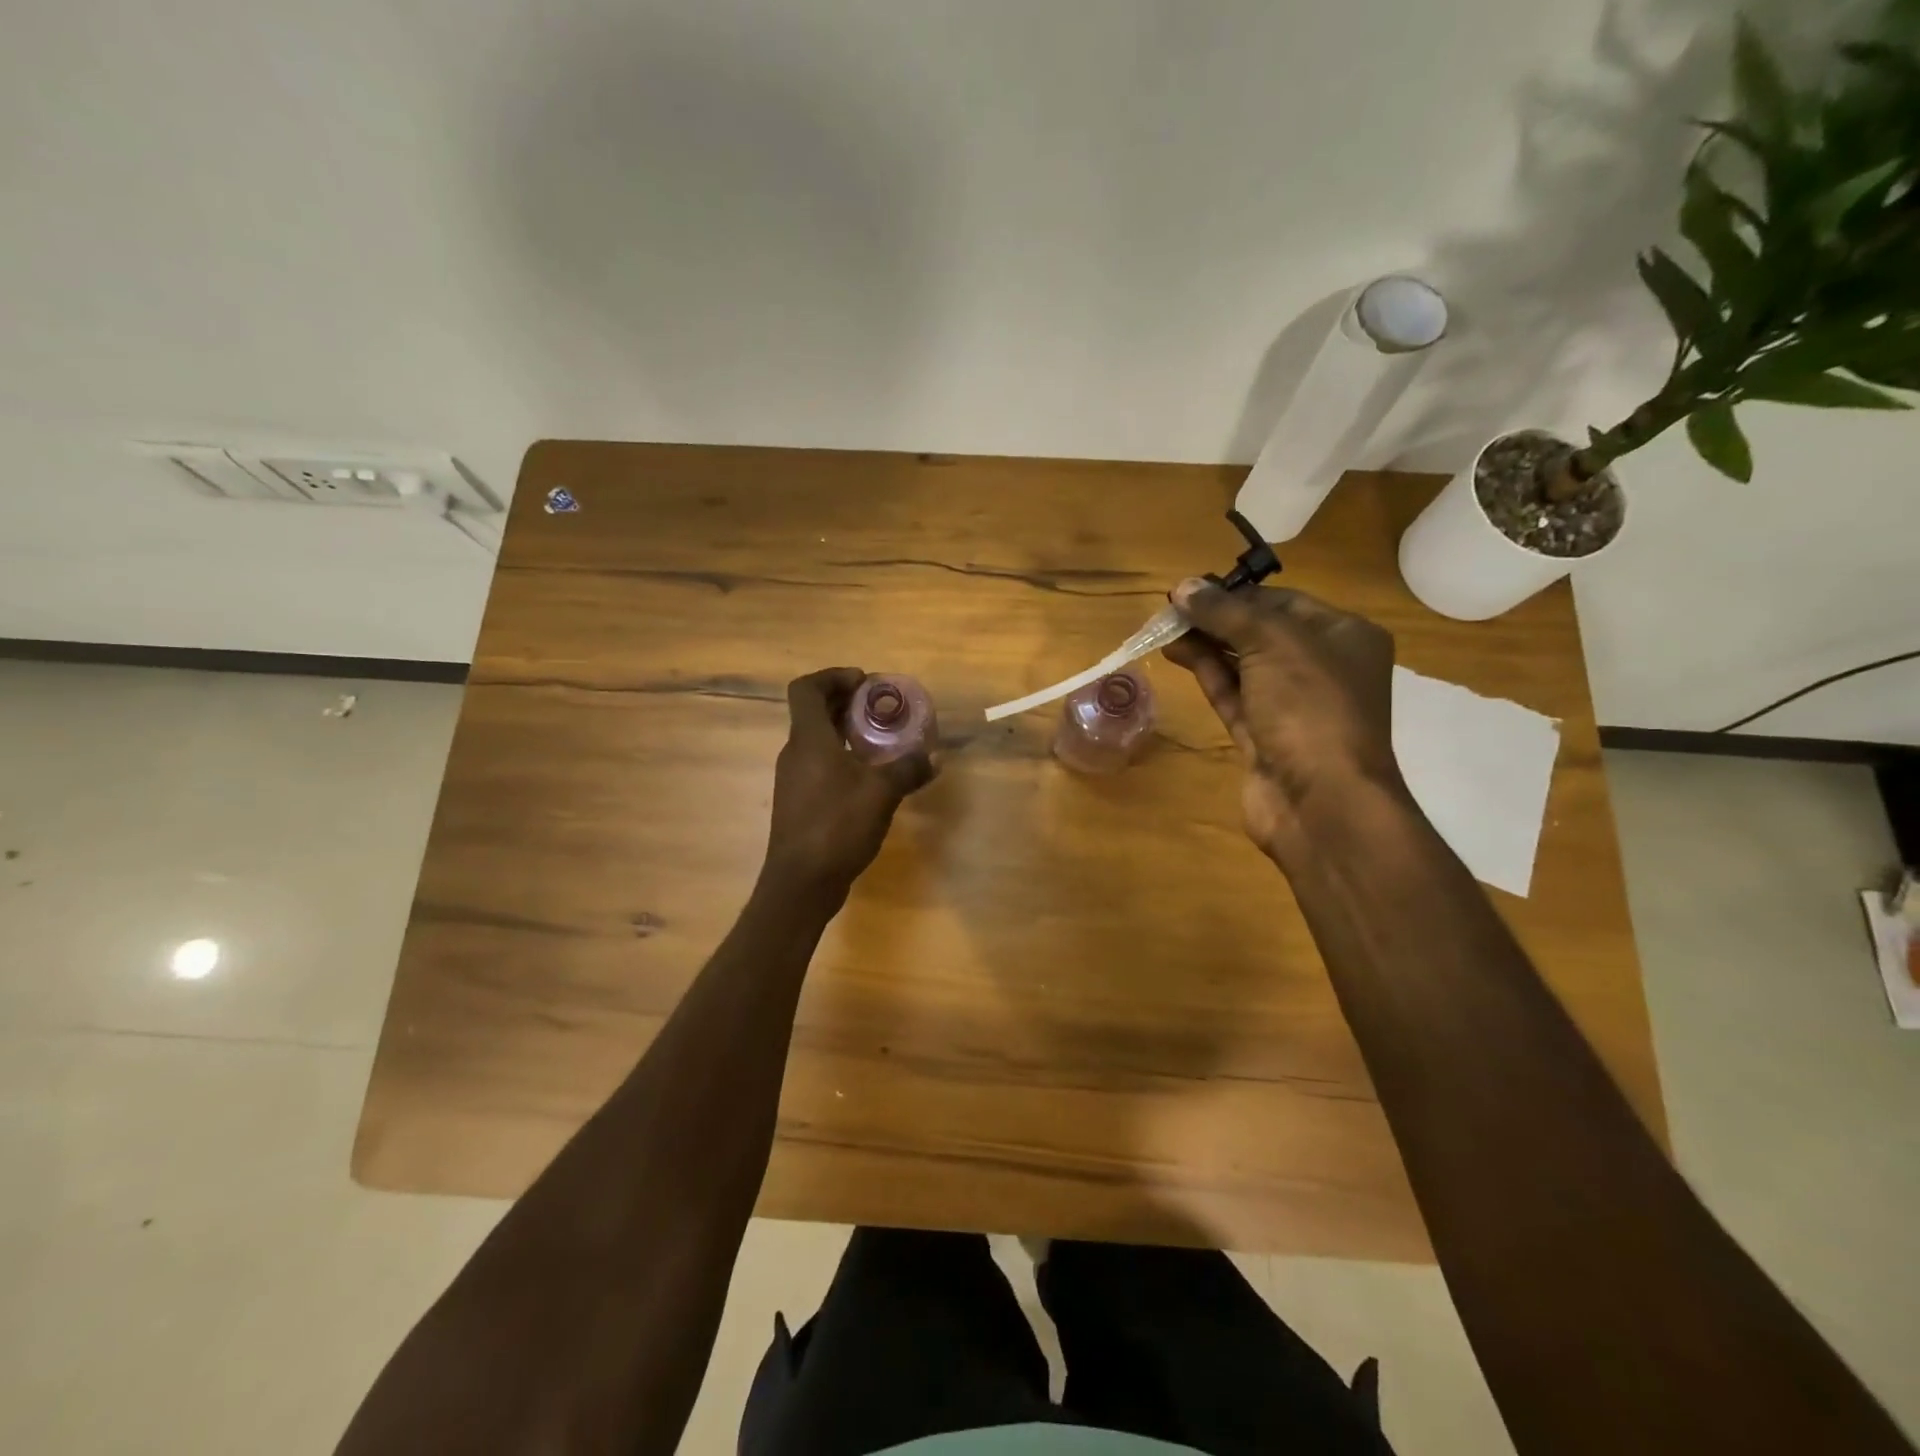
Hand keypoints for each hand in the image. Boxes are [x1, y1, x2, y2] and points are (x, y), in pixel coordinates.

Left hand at [763, 668, 935, 897]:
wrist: (801, 883)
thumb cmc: (836, 826)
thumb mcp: (881, 793)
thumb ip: (908, 769)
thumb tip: (934, 756)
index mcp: (808, 740)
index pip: (807, 688)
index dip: (833, 676)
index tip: (864, 683)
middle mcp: (795, 753)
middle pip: (813, 712)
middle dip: (846, 702)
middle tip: (880, 707)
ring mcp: (794, 779)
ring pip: (817, 740)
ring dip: (845, 732)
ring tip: (880, 740)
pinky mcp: (799, 802)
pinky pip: (819, 765)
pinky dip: (842, 758)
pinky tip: (869, 777)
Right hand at [1164, 578, 1407, 857]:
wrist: (1321, 801)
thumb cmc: (1310, 707)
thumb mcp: (1272, 643)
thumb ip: (1226, 612)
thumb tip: (1184, 587)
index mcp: (1344, 636)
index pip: (1284, 602)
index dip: (1236, 594)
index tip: (1192, 589)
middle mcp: (1322, 667)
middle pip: (1261, 632)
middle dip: (1216, 619)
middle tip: (1170, 609)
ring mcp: (1291, 706)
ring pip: (1243, 664)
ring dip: (1205, 644)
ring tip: (1164, 628)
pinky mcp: (1263, 736)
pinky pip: (1233, 695)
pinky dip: (1206, 673)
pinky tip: (1176, 654)